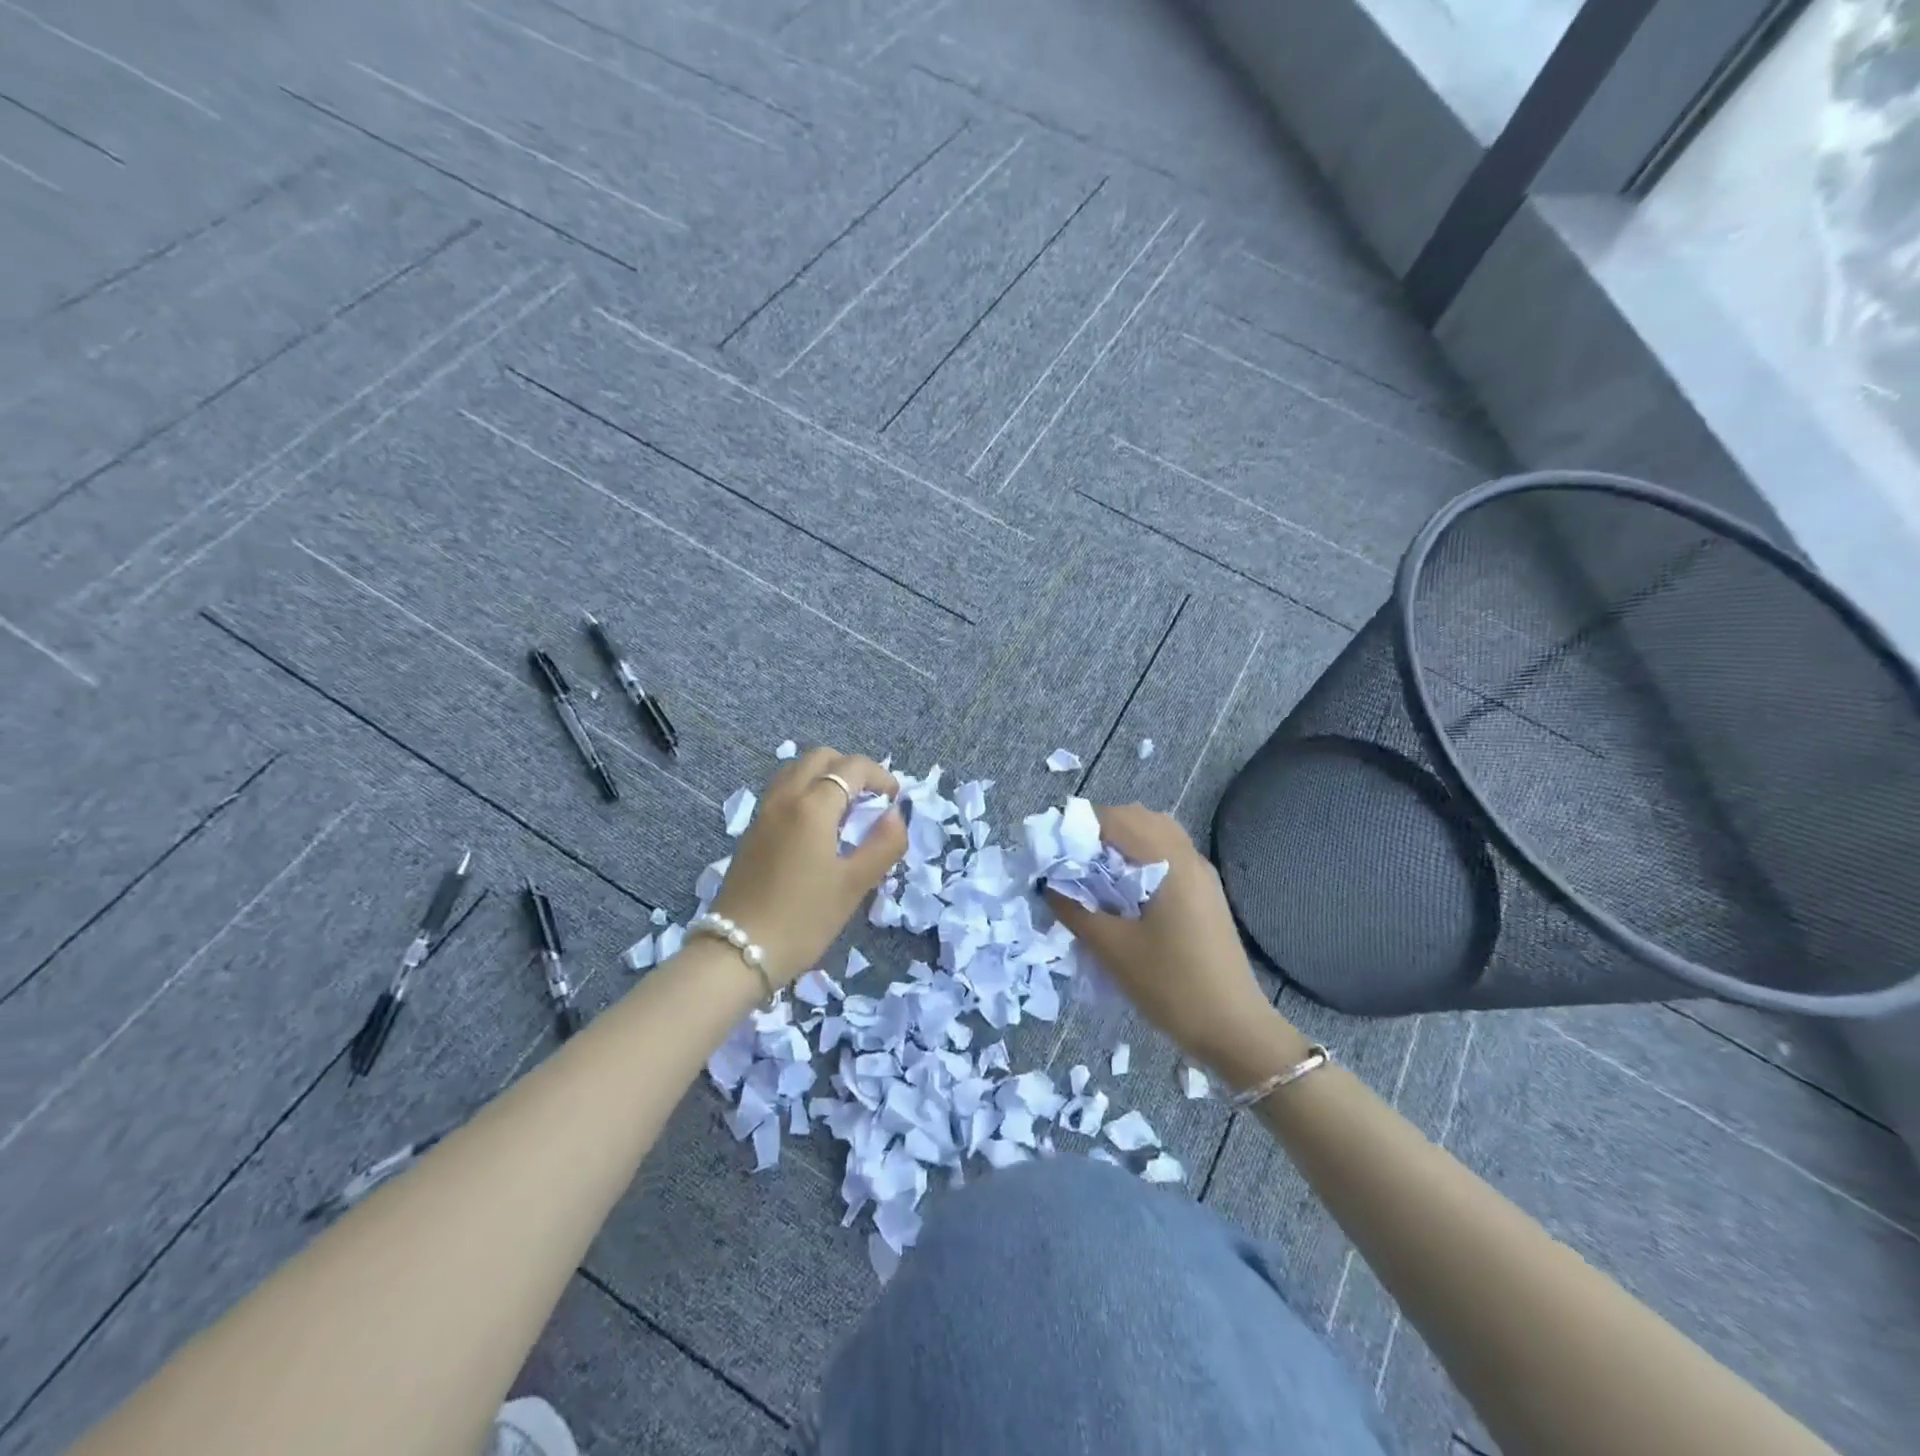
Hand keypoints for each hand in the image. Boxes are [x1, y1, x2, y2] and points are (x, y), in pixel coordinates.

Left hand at [709, 748, 904, 986]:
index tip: (895, 800)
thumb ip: (883, 844)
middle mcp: (784, 798)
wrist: (737, 952)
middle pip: (820, 757)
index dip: (880, 776)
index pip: (852, 767)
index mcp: (812, 806)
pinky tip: (817, 829)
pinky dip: (806, 792)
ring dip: (825, 776)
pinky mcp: (752, 832)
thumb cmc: (804, 919)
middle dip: (851, 768)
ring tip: (846, 811)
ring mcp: (763, 813)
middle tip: (871, 799)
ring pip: (796, 771)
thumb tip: (896, 815)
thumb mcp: (854, 885)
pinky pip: (782, 792)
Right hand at [1045, 804, 1293, 1072]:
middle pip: (1137, 819)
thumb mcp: (1113, 949)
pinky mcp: (1204, 894)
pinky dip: (1138, 859)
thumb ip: (1075, 910)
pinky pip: (1166, 856)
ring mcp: (1201, 875)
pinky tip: (1120, 891)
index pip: (1116, 819)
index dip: (1079, 825)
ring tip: (1091, 874)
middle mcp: (1188, 857)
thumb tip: (1048, 884)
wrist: (1234, 1030)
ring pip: (1154, 836)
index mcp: (1169, 862)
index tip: (1050, 848)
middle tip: (1067, 860)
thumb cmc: (1171, 986)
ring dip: (1119, 844)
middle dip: (1097, 831)